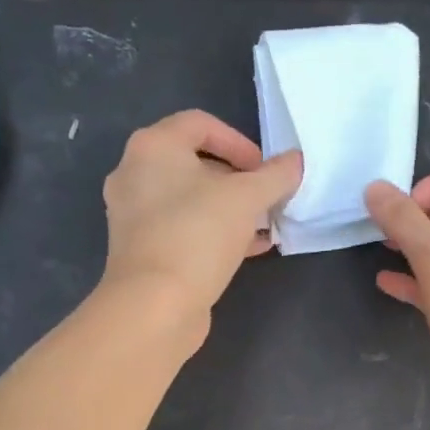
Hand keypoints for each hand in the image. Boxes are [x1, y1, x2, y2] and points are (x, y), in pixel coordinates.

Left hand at [100, 110, 302, 344]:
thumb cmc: (197, 235)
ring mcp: (133, 214)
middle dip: (237, 180)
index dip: (239, 142)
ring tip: (263, 226)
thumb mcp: (247, 198)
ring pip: (189, 200)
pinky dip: (213, 232)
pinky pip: (182, 228)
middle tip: (266, 198)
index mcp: (152, 148)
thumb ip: (276, 175)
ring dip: (229, 209)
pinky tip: (247, 250)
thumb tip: (296, 161)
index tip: (264, 170)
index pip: (200, 124)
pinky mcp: (141, 249)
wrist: (154, 305)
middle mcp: (134, 174)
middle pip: (194, 163)